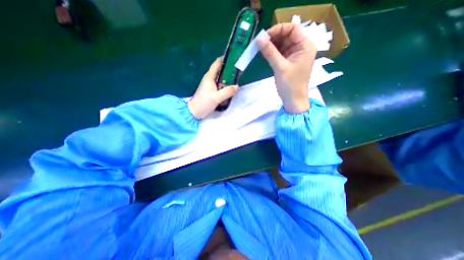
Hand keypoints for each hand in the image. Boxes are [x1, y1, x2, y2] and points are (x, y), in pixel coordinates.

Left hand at [188, 57, 238, 118]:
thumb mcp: (216, 98)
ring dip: (227, 77)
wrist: (194, 111)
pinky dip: (225, 84)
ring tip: (236, 77)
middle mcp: (209, 79)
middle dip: (228, 68)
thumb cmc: (203, 103)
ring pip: (220, 78)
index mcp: (209, 77)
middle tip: (238, 69)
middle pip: (219, 70)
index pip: (216, 64)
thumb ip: (227, 92)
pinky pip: (219, 84)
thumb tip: (236, 86)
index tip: (233, 57)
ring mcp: (210, 85)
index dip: (224, 59)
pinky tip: (230, 87)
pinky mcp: (211, 91)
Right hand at [258, 23, 318, 112]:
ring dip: (271, 45)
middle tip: (260, 43)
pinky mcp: (288, 62)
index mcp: (305, 46)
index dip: (278, 29)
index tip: (264, 36)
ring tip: (260, 48)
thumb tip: (259, 39)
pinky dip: (272, 52)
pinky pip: (280, 53)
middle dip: (274, 37)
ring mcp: (295, 55)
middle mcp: (301, 48)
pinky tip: (265, 53)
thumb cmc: (290, 85)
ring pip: (282, 44)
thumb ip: (270, 52)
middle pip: (287, 35)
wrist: (293, 100)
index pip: (293, 29)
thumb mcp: (280, 67)